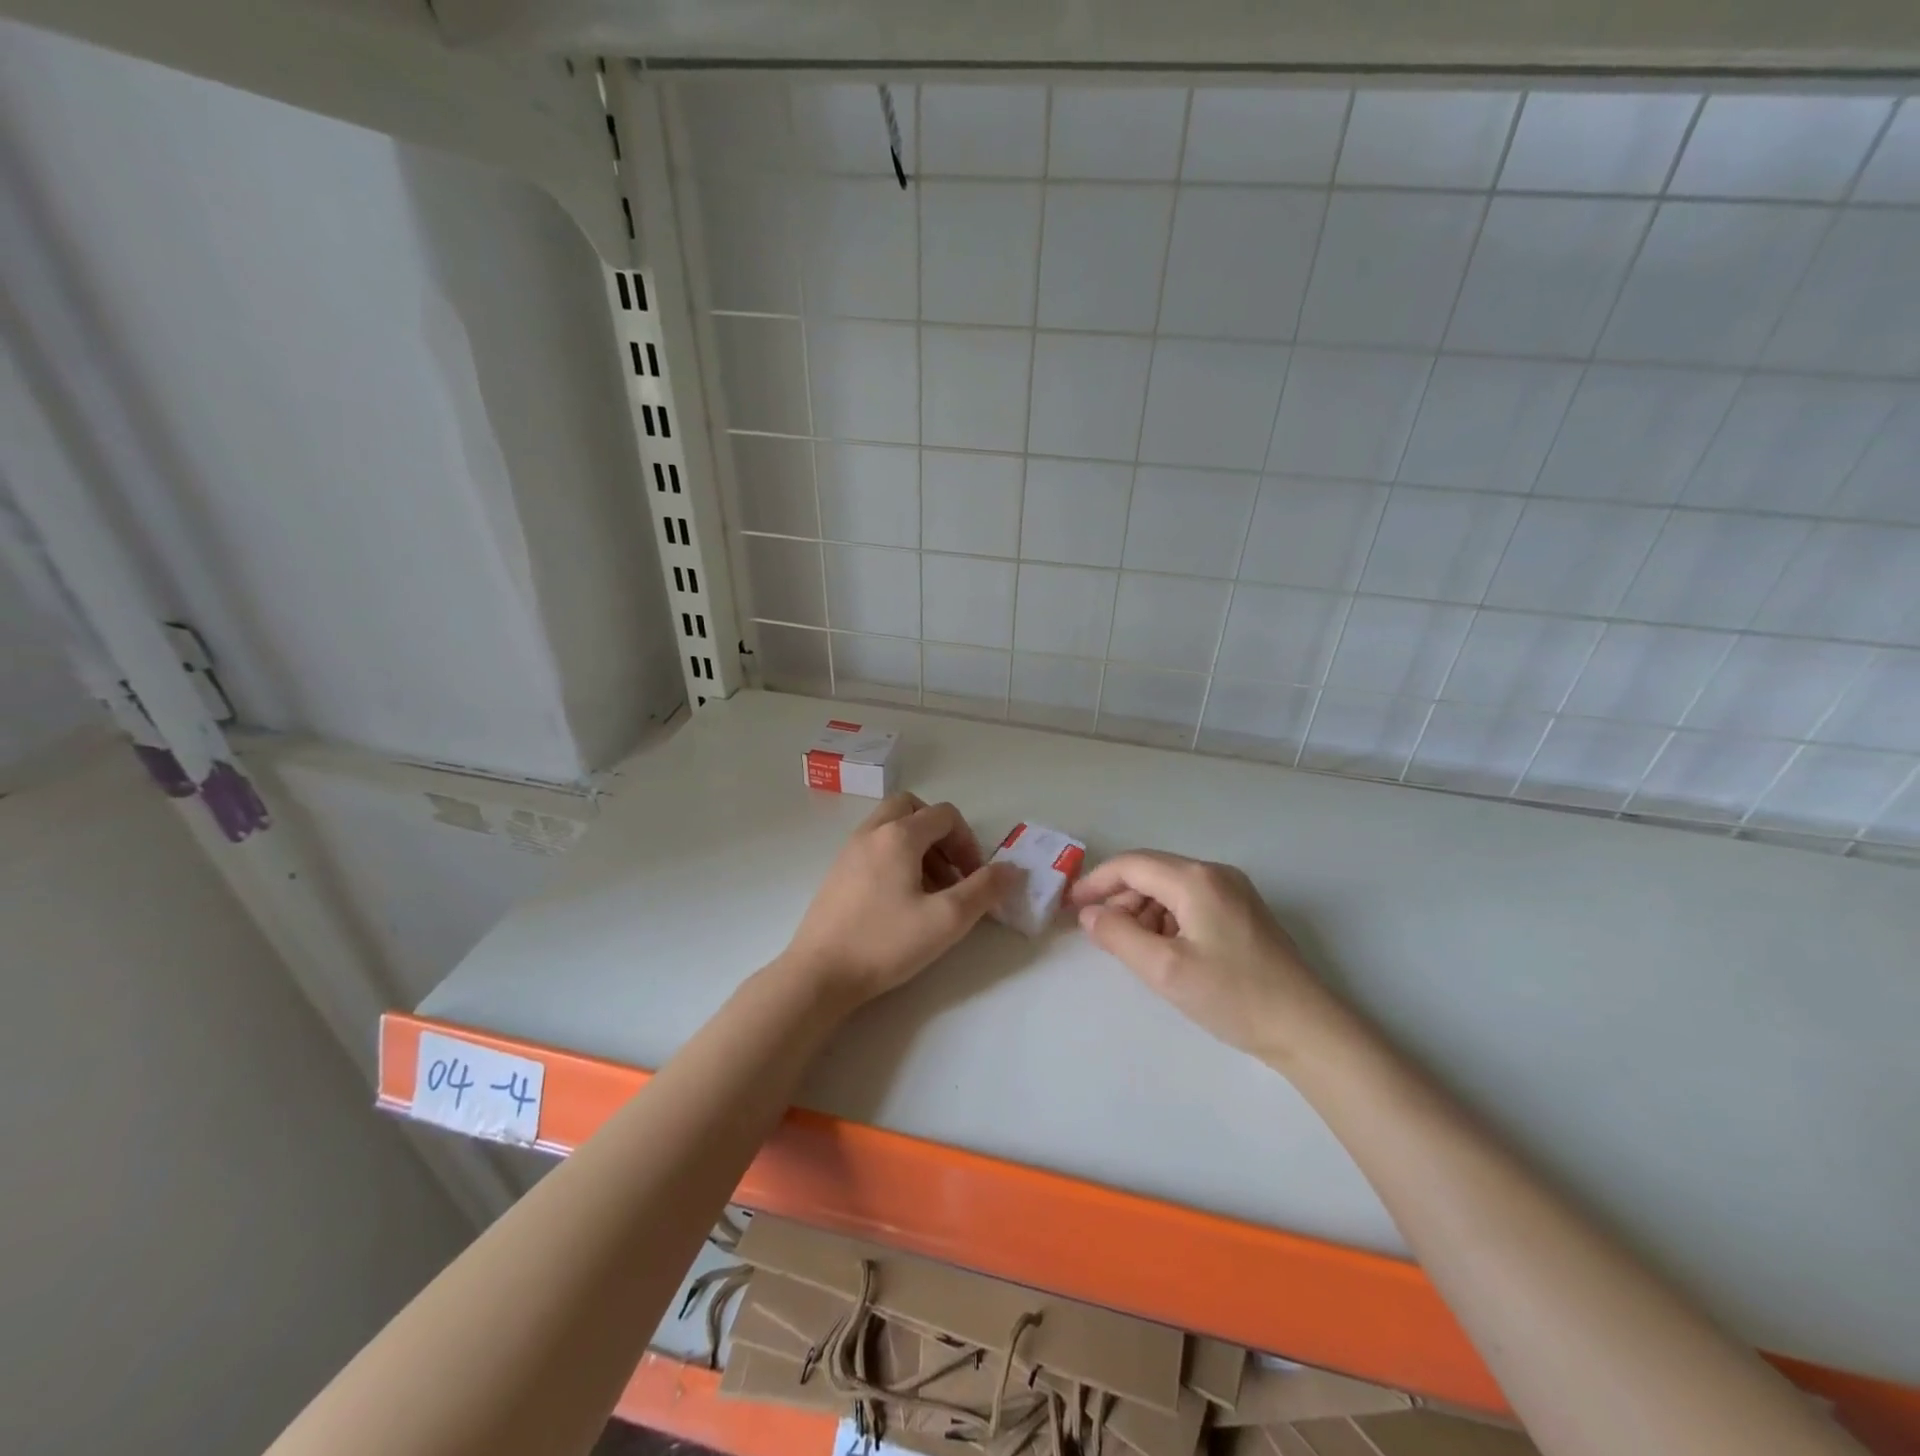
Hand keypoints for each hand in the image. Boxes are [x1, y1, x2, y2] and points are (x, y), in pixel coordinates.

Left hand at [782, 793, 1015, 1004]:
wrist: (820, 973)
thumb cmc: (885, 942)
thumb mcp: (947, 920)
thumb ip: (985, 890)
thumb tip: (1013, 869)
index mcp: (899, 835)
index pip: (945, 815)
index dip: (969, 842)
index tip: (974, 878)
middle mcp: (872, 832)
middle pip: (913, 809)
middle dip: (940, 834)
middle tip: (952, 871)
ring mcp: (849, 850)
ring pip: (891, 827)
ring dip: (919, 847)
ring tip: (931, 890)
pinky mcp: (837, 872)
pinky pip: (874, 846)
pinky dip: (895, 858)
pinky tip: (901, 899)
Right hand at [1068, 850, 1339, 1064]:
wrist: (1307, 1028)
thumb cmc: (1233, 996)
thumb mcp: (1165, 970)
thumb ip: (1119, 936)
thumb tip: (1090, 915)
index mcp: (1196, 879)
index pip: (1132, 865)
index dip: (1096, 881)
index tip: (1072, 906)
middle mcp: (1215, 873)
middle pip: (1151, 872)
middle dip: (1120, 899)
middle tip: (1102, 934)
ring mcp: (1234, 890)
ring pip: (1170, 887)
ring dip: (1143, 911)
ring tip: (1135, 948)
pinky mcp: (1243, 911)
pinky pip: (1191, 901)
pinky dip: (1167, 919)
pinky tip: (1166, 950)